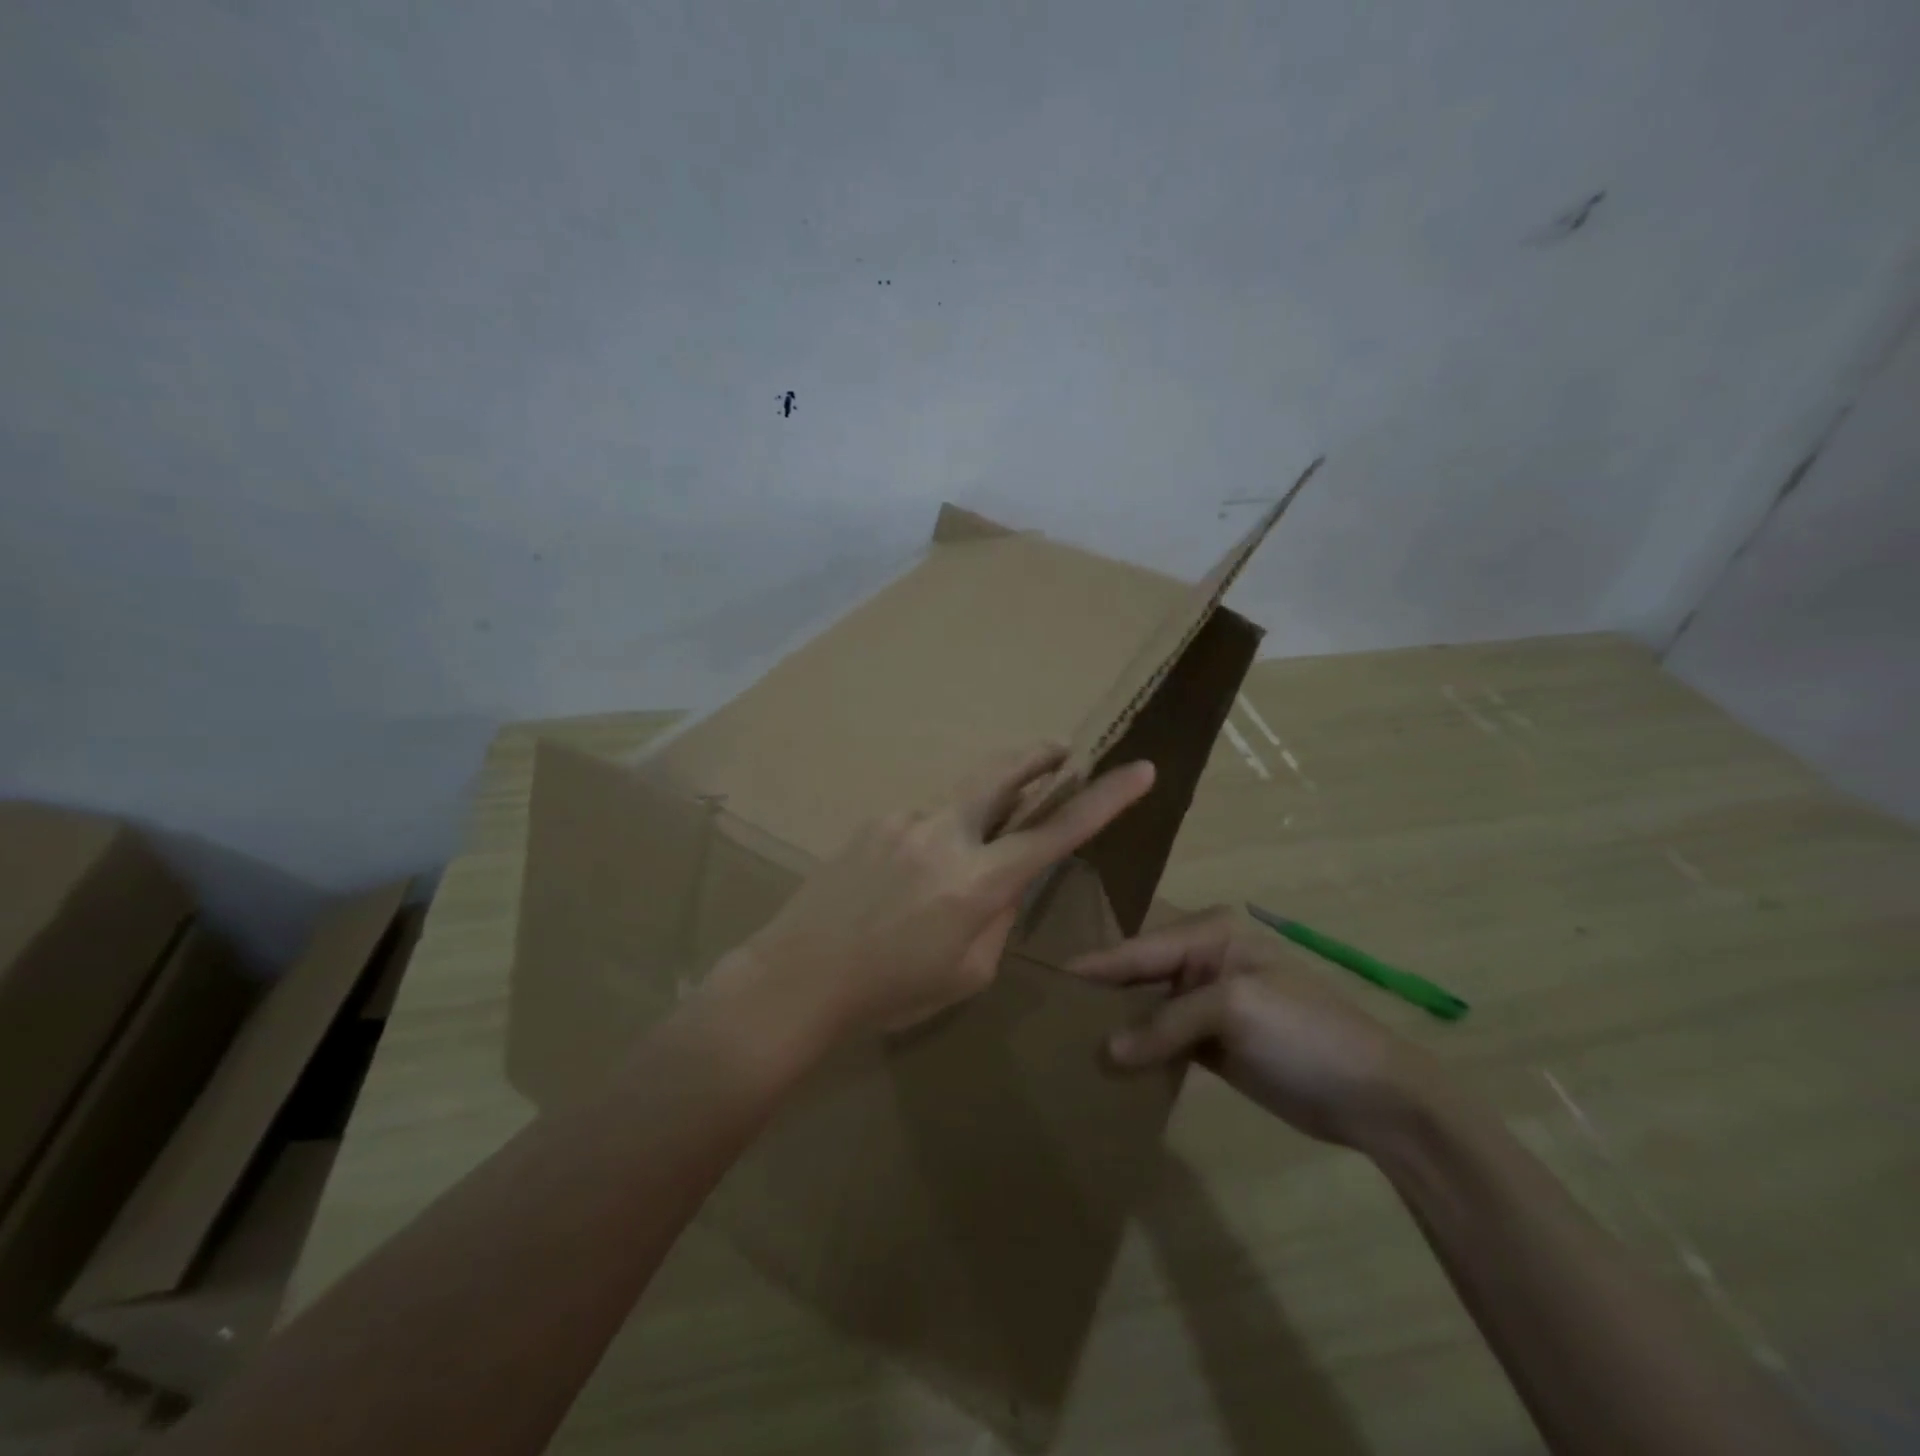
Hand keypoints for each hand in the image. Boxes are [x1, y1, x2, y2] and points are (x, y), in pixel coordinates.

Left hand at [729, 743, 1155, 1040]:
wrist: (797, 977)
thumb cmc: (888, 992)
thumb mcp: (965, 972)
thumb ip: (997, 918)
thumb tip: (1006, 881)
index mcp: (976, 882)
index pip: (1056, 833)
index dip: (1105, 800)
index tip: (1139, 769)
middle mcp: (944, 835)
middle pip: (1001, 774)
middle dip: (1037, 758)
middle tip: (1059, 750)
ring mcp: (903, 821)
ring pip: (956, 807)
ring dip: (972, 820)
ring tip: (953, 870)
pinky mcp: (872, 822)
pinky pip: (919, 825)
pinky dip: (932, 842)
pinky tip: (904, 882)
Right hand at [1070, 906, 1436, 1147]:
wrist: (1375, 1097)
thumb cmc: (1305, 1032)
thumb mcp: (1236, 1010)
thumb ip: (1166, 1023)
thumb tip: (1105, 1052)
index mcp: (1209, 932)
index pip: (1138, 947)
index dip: (1093, 966)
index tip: (1043, 978)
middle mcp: (1202, 959)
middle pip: (1137, 975)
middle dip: (1099, 995)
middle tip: (1045, 1012)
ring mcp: (1206, 1002)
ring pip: (1145, 1008)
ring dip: (1115, 1026)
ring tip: (1064, 1040)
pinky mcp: (1210, 1041)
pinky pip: (1161, 1039)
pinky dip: (1138, 1051)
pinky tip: (1106, 1066)